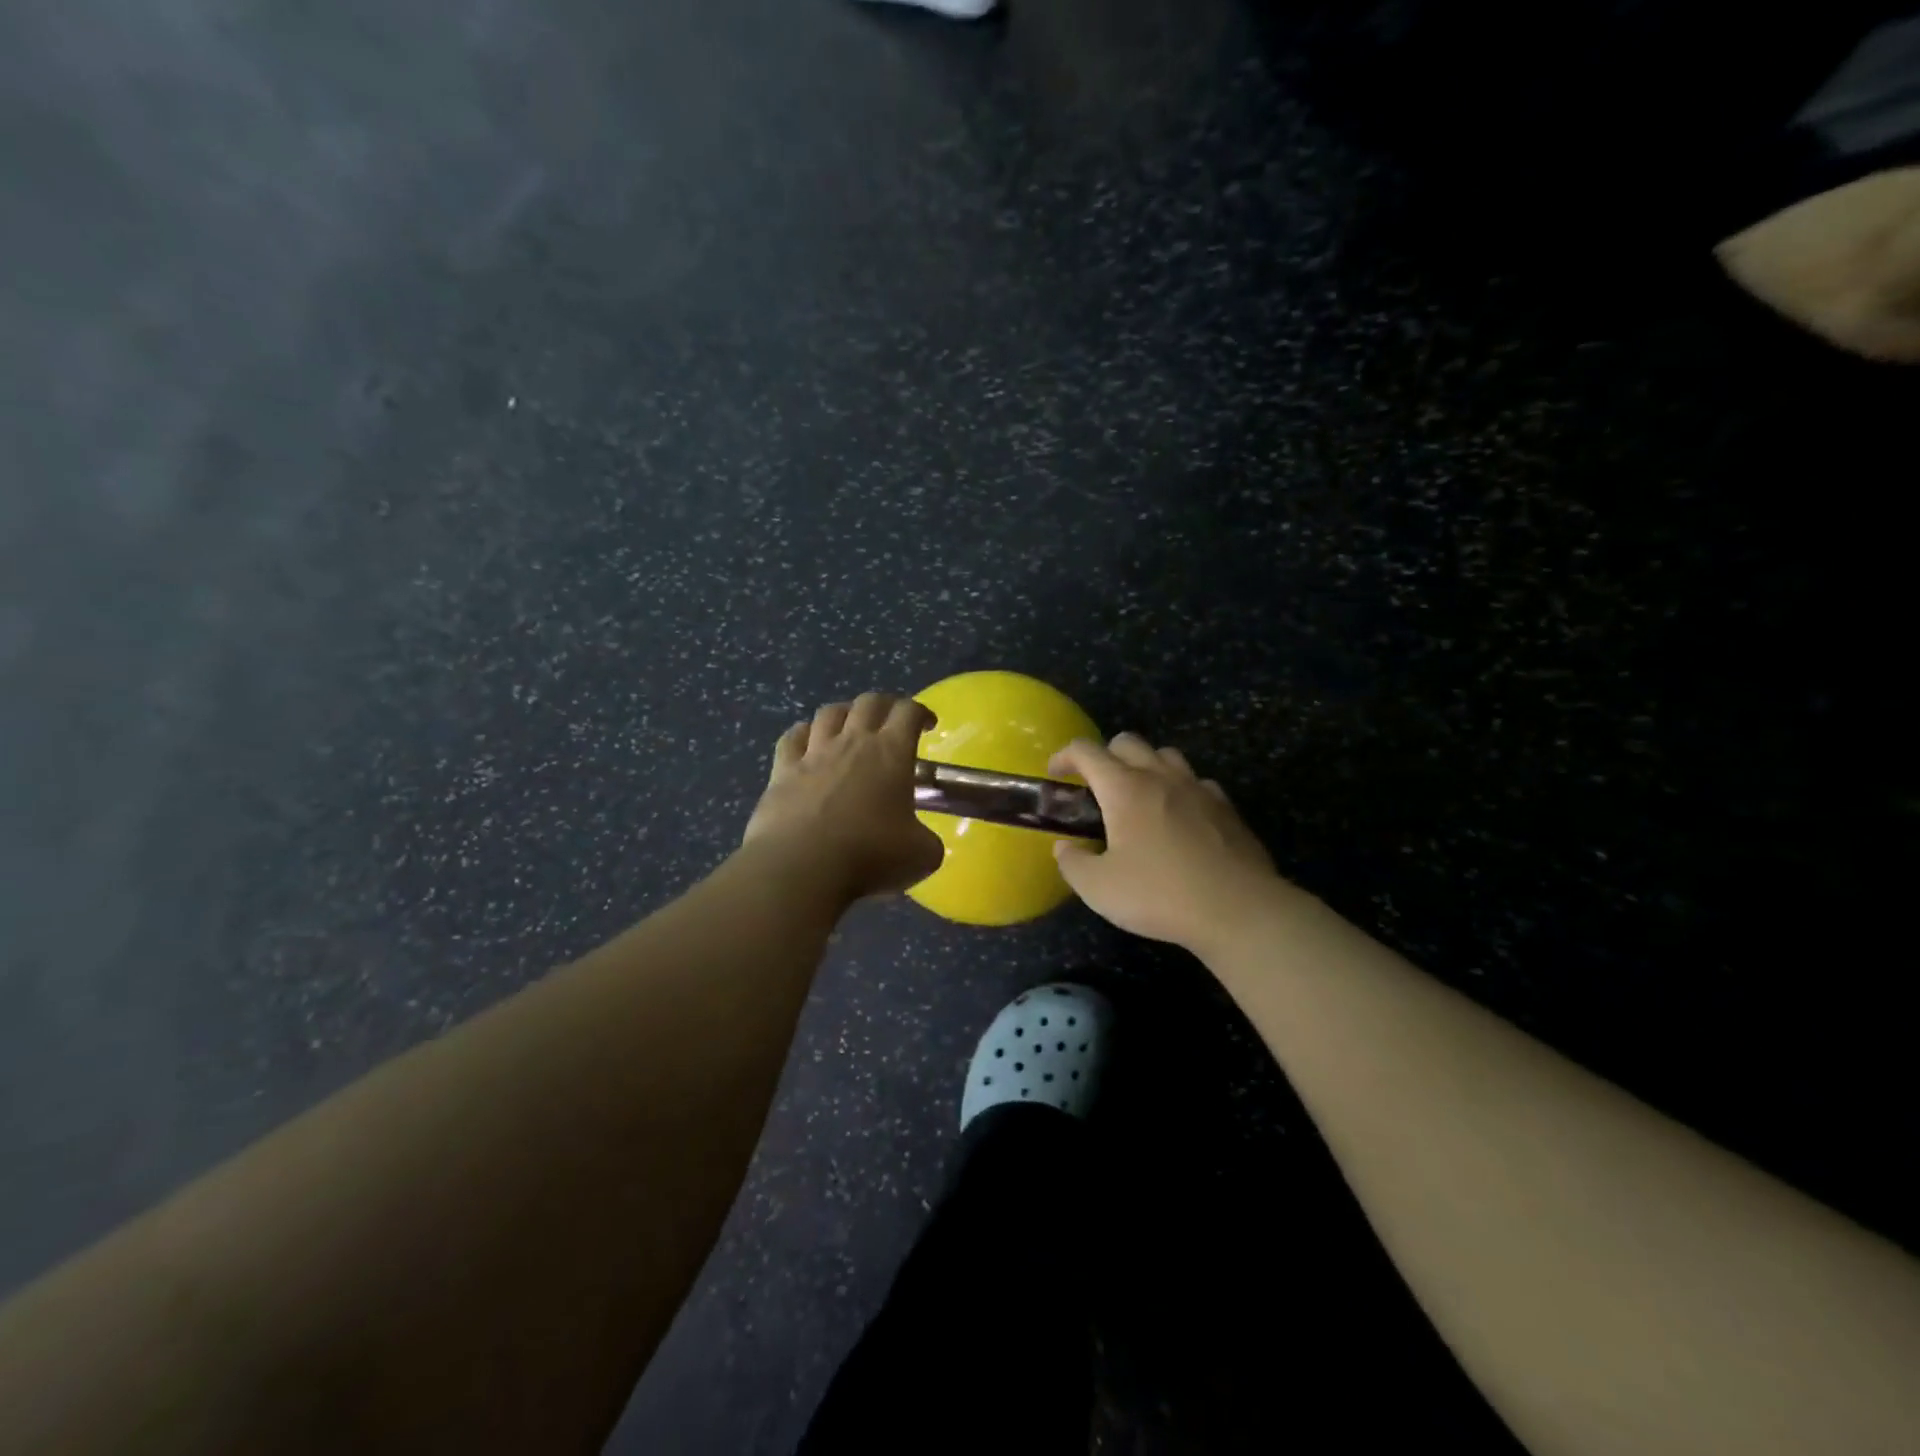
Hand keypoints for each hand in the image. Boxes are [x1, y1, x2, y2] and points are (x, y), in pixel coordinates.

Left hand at [742, 693, 944, 900]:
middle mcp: (852, 742)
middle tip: (892, 722)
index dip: (921, 712)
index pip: (908, 712)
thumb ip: (927, 840)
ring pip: (829, 712)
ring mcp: (814, 753)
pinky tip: (807, 742)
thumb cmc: (870, 855)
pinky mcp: (782, 771)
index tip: (927, 725)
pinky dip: (802, 734)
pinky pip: (791, 738)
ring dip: (844, 713)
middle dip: (885, 705)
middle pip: (869, 702)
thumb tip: (922, 840)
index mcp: (891, 753)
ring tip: (850, 727)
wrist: (802, 867)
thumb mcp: (922, 855)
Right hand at [1049, 734, 1281, 952]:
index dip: (1065, 756)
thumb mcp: (1099, 889)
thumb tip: (1065, 847)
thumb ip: (1073, 863)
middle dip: (1104, 755)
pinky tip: (1179, 815)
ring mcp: (1198, 788)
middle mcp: (1160, 777)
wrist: (1238, 910)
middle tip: (1095, 786)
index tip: (1055, 774)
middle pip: (1127, 742)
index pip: (1086, 751)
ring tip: (1138, 795)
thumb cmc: (1160, 895)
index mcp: (1124, 788)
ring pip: (1165, 754)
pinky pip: (1196, 781)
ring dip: (1144, 765)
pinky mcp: (1226, 807)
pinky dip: (1179, 788)